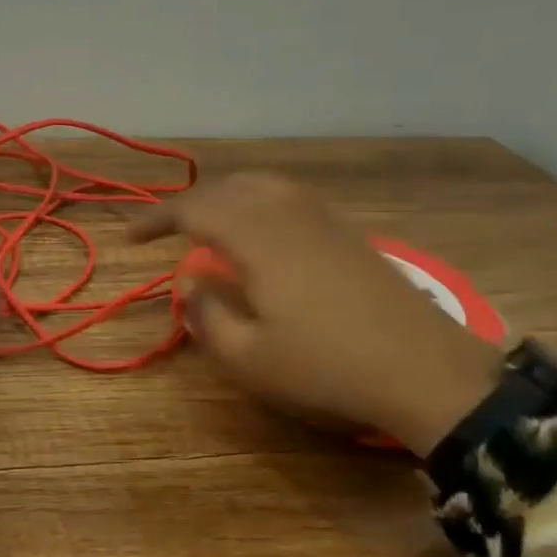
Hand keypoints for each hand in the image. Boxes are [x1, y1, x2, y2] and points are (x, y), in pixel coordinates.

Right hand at [129, 171, 504, 453]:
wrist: (427, 372)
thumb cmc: (326, 367)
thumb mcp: (248, 358)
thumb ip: (207, 316)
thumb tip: (191, 284)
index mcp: (257, 238)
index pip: (194, 210)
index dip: (156, 219)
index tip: (130, 238)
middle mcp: (288, 215)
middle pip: (228, 187)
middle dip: (189, 204)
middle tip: (166, 230)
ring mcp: (323, 220)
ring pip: (263, 184)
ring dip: (226, 196)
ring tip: (208, 222)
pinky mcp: (348, 234)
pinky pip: (290, 197)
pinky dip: (259, 201)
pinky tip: (261, 232)